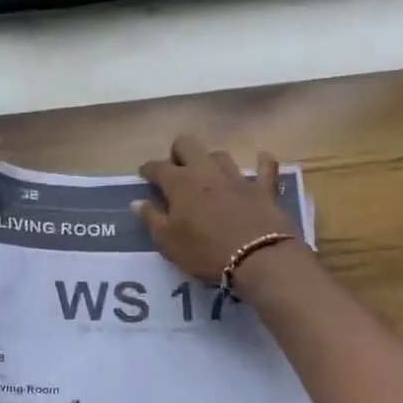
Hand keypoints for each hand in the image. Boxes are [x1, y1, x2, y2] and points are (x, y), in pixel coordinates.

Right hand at [137, 135, 299, 281]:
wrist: (257, 258)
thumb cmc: (204, 251)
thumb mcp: (168, 241)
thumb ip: (151, 218)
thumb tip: (138, 201)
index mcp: (180, 183)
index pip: (157, 167)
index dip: (148, 170)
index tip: (144, 175)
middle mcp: (206, 171)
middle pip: (188, 144)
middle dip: (178, 153)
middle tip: (175, 171)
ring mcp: (236, 177)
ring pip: (220, 154)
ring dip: (210, 161)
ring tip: (207, 175)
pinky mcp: (263, 188)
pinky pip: (265, 168)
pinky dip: (261, 163)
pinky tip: (261, 160)